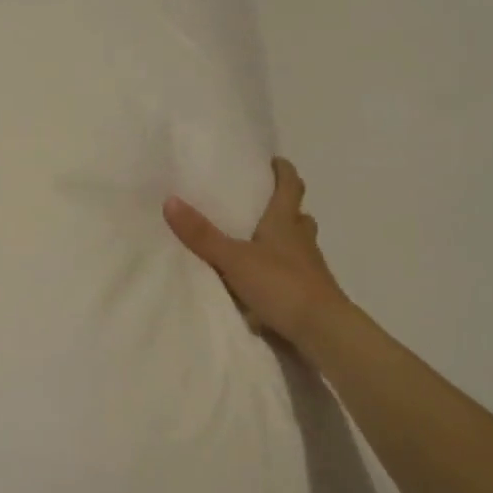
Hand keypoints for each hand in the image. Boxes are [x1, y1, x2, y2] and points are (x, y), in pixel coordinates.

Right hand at [164, 157, 349, 352]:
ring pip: (299, 245)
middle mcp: (302, 240)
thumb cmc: (282, 284)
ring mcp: (310, 268)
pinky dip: (282, 270)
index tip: (276, 161)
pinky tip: (265, 280)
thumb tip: (170, 200)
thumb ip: (203, 235)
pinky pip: (295, 273)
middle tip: (263, 204)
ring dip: (285, 240)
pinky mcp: (311, 293)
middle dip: (285, 207)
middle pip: (298, 216)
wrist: (322, 330)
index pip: (290, 187)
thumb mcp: (234, 259)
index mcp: (286, 223)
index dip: (284, 172)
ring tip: (260, 243)